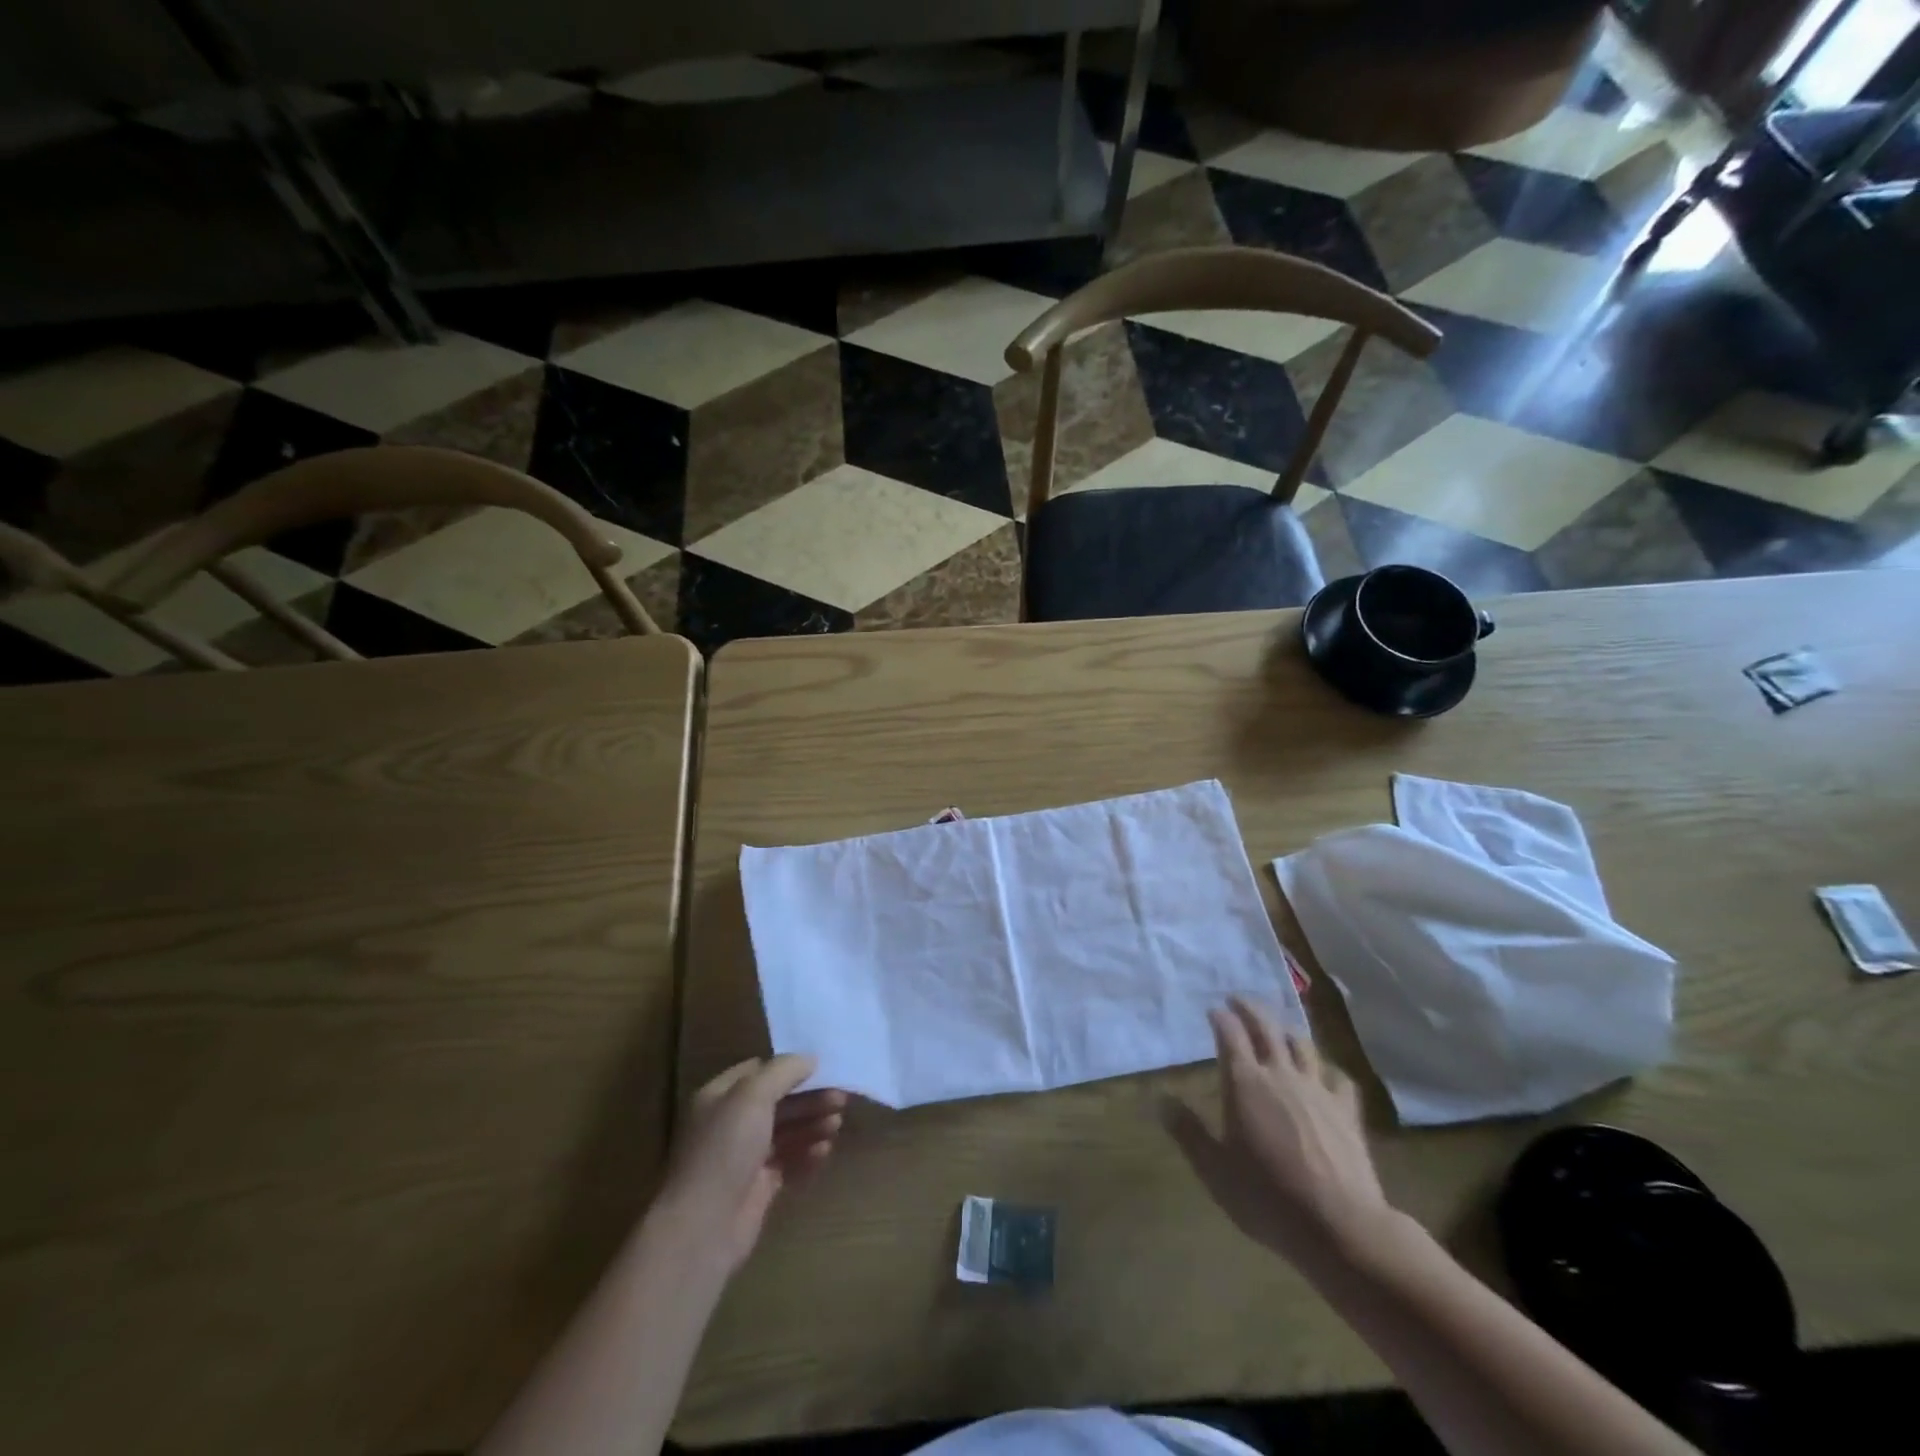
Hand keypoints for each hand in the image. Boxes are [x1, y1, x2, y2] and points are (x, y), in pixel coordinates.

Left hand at [657, 1056, 846, 1275]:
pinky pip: (788, 1162)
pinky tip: (824, 1151)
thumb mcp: (753, 1096)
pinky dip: (807, 1154)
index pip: (758, 1071)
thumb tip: (810, 1058)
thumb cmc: (725, 1149)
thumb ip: (783, 1071)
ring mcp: (744, 1157)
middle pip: (777, 1102)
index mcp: (720, 1096)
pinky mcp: (758, 1187)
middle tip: (841, 1098)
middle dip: (809, 1098)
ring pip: (786, 1132)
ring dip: (812, 1124)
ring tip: (837, 1124)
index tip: (821, 1067)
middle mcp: (730, 1123)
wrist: (704, 1226)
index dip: (788, 1067)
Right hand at [1166, 997, 1390, 1267]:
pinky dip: (1326, 1068)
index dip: (1220, 1018)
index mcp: (1244, 1082)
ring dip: (1285, 1030)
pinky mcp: (1347, 1111)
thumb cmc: (1267, 1196)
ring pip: (1301, 1045)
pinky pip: (1337, 1077)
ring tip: (1277, 1028)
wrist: (1339, 1225)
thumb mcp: (1214, 1169)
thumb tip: (1160, 1100)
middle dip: (1250, 1009)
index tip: (1212, 1010)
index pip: (1230, 1034)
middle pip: (1266, 1027)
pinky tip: (1324, 1073)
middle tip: (1238, 1000)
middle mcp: (1280, 1074)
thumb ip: (1187, 1132)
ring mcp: (1317, 1090)